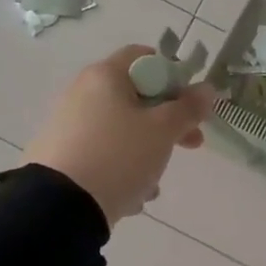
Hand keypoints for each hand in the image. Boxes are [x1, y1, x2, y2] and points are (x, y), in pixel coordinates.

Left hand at [23, 47, 215, 225]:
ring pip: (123, 131)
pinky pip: (104, 155)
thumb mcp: (163, 131)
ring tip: (154, 183)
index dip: (174, 76)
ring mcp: (69, 126)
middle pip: (137, 97)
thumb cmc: (119, 156)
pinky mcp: (62, 157)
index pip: (145, 57)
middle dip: (169, 122)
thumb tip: (206, 89)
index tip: (191, 104)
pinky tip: (131, 196)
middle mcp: (83, 93)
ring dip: (148, 152)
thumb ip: (189, 108)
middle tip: (191, 144)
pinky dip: (123, 170)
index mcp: (105, 76)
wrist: (58, 208)